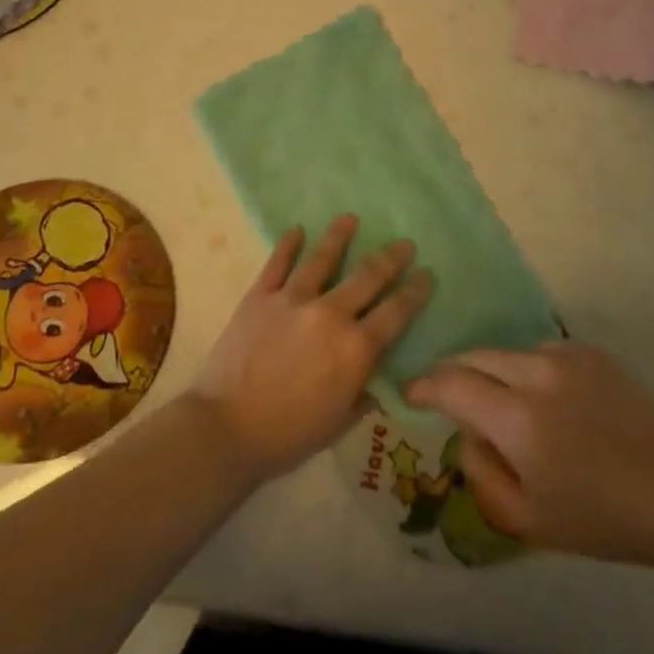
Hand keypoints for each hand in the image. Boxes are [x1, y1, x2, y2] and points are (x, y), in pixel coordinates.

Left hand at [192, 214, 431, 481]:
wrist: (227, 428)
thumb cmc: (289, 436)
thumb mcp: (339, 423)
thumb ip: (361, 395)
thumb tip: (373, 379)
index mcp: (355, 349)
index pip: (395, 314)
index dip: (415, 292)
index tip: (427, 274)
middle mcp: (330, 315)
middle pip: (367, 277)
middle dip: (391, 258)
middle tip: (404, 243)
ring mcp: (292, 300)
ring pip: (322, 259)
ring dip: (339, 236)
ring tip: (350, 218)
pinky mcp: (260, 296)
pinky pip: (277, 263)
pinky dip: (288, 244)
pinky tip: (296, 230)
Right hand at [405, 342, 653, 567]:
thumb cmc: (601, 518)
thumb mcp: (526, 520)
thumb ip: (480, 471)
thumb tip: (465, 432)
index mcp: (515, 418)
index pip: (451, 384)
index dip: (425, 385)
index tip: (411, 392)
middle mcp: (534, 373)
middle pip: (474, 356)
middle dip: (452, 371)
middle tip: (445, 391)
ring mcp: (564, 356)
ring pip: (506, 351)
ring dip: (493, 371)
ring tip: (502, 400)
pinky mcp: (589, 351)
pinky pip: (540, 351)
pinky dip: (528, 369)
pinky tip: (546, 398)